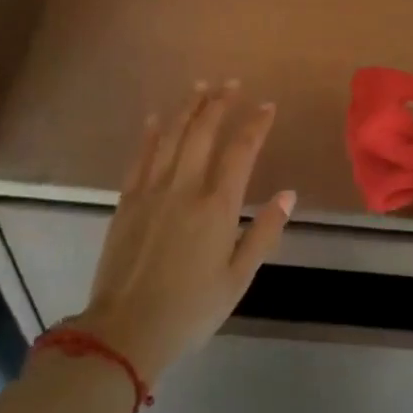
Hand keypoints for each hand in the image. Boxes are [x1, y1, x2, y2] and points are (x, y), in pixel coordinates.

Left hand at [73, 81, 294, 381]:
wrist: (125, 330)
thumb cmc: (190, 309)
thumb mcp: (237, 279)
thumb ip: (264, 233)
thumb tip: (288, 194)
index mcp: (217, 206)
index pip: (241, 151)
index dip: (256, 124)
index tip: (267, 106)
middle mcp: (184, 187)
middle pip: (203, 132)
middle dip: (219, 103)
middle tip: (231, 83)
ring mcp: (151, 190)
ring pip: (171, 136)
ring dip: (187, 108)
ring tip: (201, 86)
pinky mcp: (127, 200)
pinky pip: (140, 156)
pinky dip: (150, 133)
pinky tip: (157, 118)